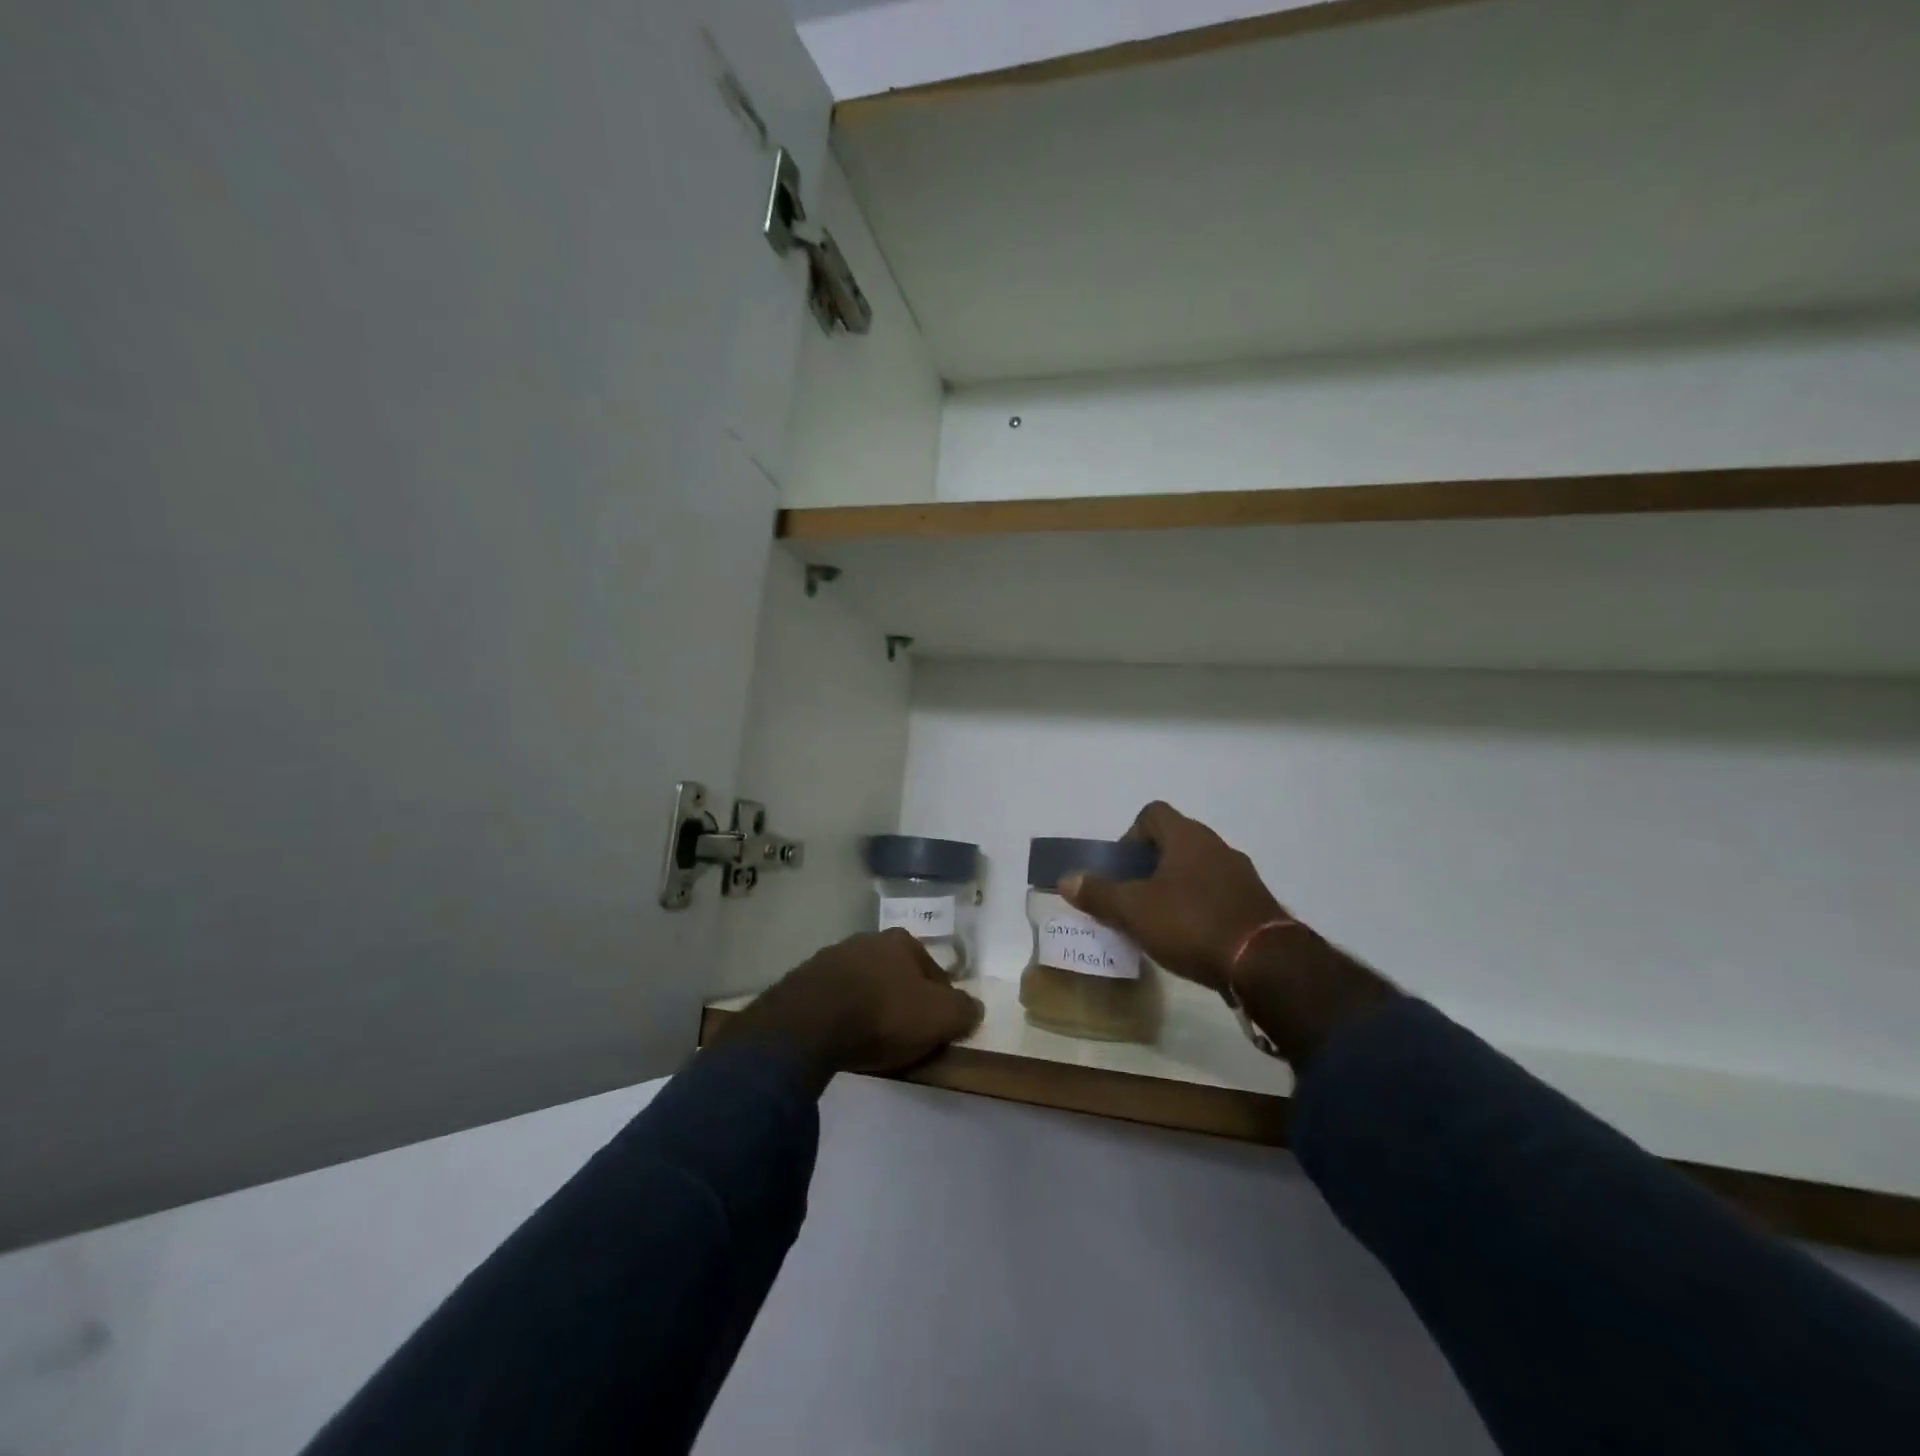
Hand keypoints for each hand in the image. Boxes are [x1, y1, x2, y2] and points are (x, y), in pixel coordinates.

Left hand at [725, 929, 982, 1090]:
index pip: (934, 972)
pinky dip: (842, 1016)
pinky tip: (843, 1038)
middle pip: (896, 975)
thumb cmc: (884, 1014)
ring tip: (872, 1040)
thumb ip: (964, 1010)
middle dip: (903, 1000)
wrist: (810, 1023)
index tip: (939, 1029)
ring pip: (864, 985)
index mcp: (902, 941)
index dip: (941, 1001)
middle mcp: (867, 940)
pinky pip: (834, 1001)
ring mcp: (831, 958)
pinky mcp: (803, 982)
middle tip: (906, 1035)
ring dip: (870, 1006)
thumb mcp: (939, 1017)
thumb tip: (975, 1008)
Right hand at [1058, 802, 1398, 1068]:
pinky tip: (1192, 939)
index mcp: (1187, 837)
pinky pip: (1219, 895)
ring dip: (1176, 887)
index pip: (1152, 813)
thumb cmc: (1192, 924)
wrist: (1266, 964)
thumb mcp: (1134, 910)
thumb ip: (1099, 893)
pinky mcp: (1257, 905)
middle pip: (1175, 842)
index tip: (1121, 869)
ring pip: (1198, 870)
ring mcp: (1242, 875)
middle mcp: (1217, 846)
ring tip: (1159, 923)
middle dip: (1150, 866)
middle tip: (1133, 898)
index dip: (1130, 835)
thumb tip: (1067, 879)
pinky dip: (1201, 908)